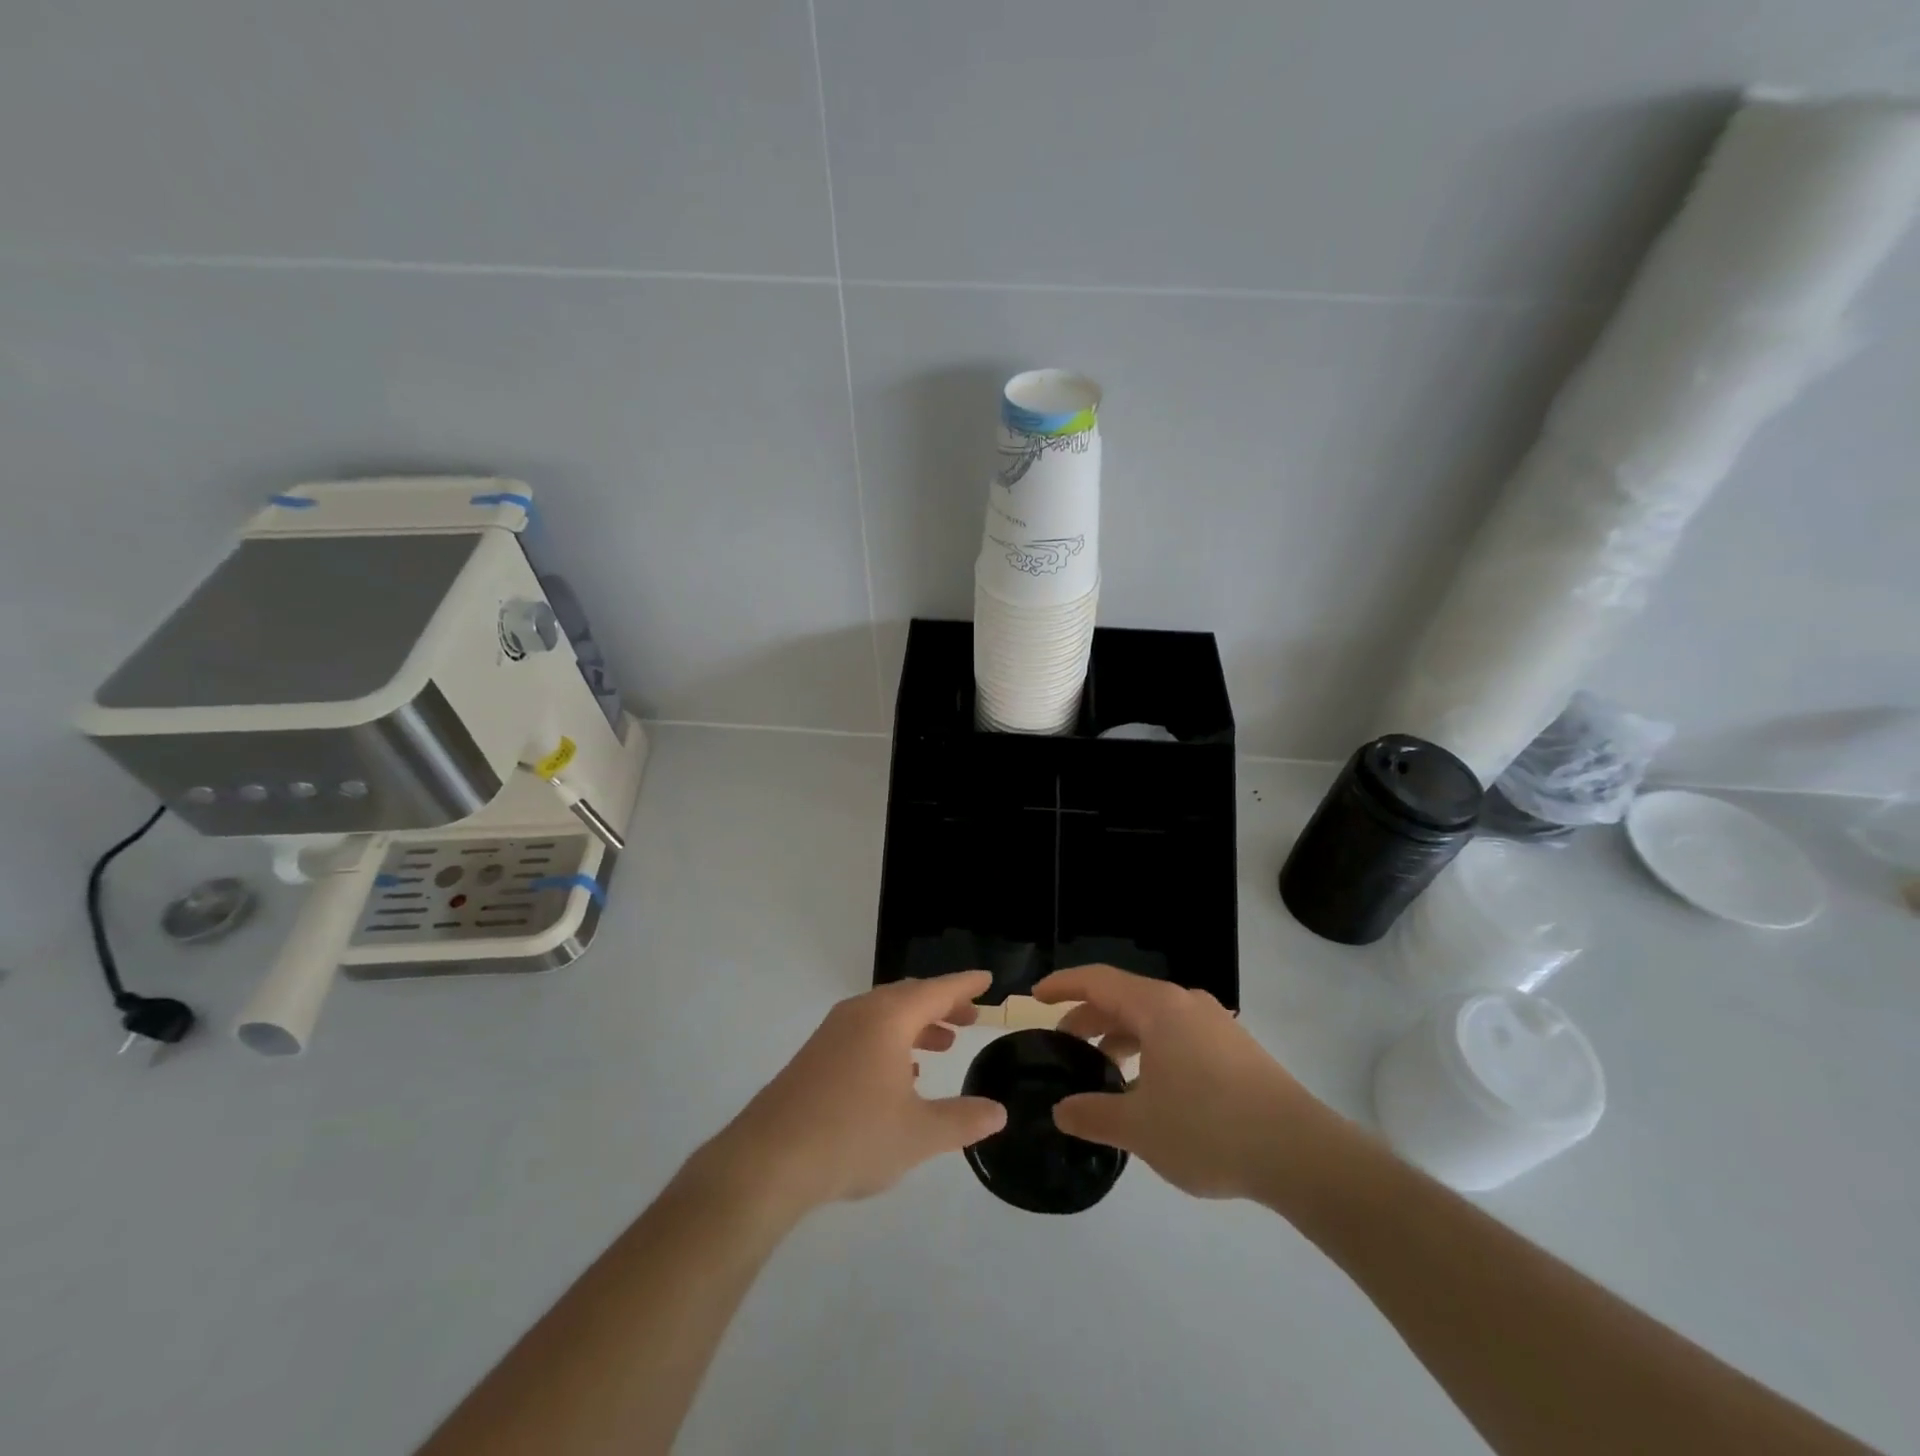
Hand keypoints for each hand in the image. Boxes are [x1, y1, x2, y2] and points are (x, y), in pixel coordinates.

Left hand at [703, 971, 1007, 1218]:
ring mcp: (833, 1033)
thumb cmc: (852, 1137)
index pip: (937, 990)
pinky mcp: (815, 1056)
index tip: (987, 980)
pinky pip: (864, 1032)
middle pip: (910, 997)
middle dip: (943, 1005)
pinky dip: (891, 1041)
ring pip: (885, 1015)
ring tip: (943, 1045)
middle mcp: (860, 1014)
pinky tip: (900, 1076)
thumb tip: (998, 1112)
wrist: (768, 1160)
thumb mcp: (919, 1134)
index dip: (965, 985)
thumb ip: (962, 1120)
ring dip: (917, 1024)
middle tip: (971, 1018)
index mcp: (888, 1018)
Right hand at [1033, 964, 1351, 1204]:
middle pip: (1124, 998)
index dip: (1063, 985)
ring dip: (1121, 1037)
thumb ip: (1094, 1114)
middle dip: (1089, 1018)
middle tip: (1064, 1046)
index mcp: (1158, 1007)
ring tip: (1103, 1071)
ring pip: (1153, 1019)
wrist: (1301, 1154)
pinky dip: (1150, 1050)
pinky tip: (1149, 1090)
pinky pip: (1177, 1036)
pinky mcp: (1234, 1050)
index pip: (1098, 980)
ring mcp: (1215, 1025)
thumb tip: (1062, 1110)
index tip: (1035, 996)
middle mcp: (1186, 1004)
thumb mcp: (1140, 1127)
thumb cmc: (1209, 1129)